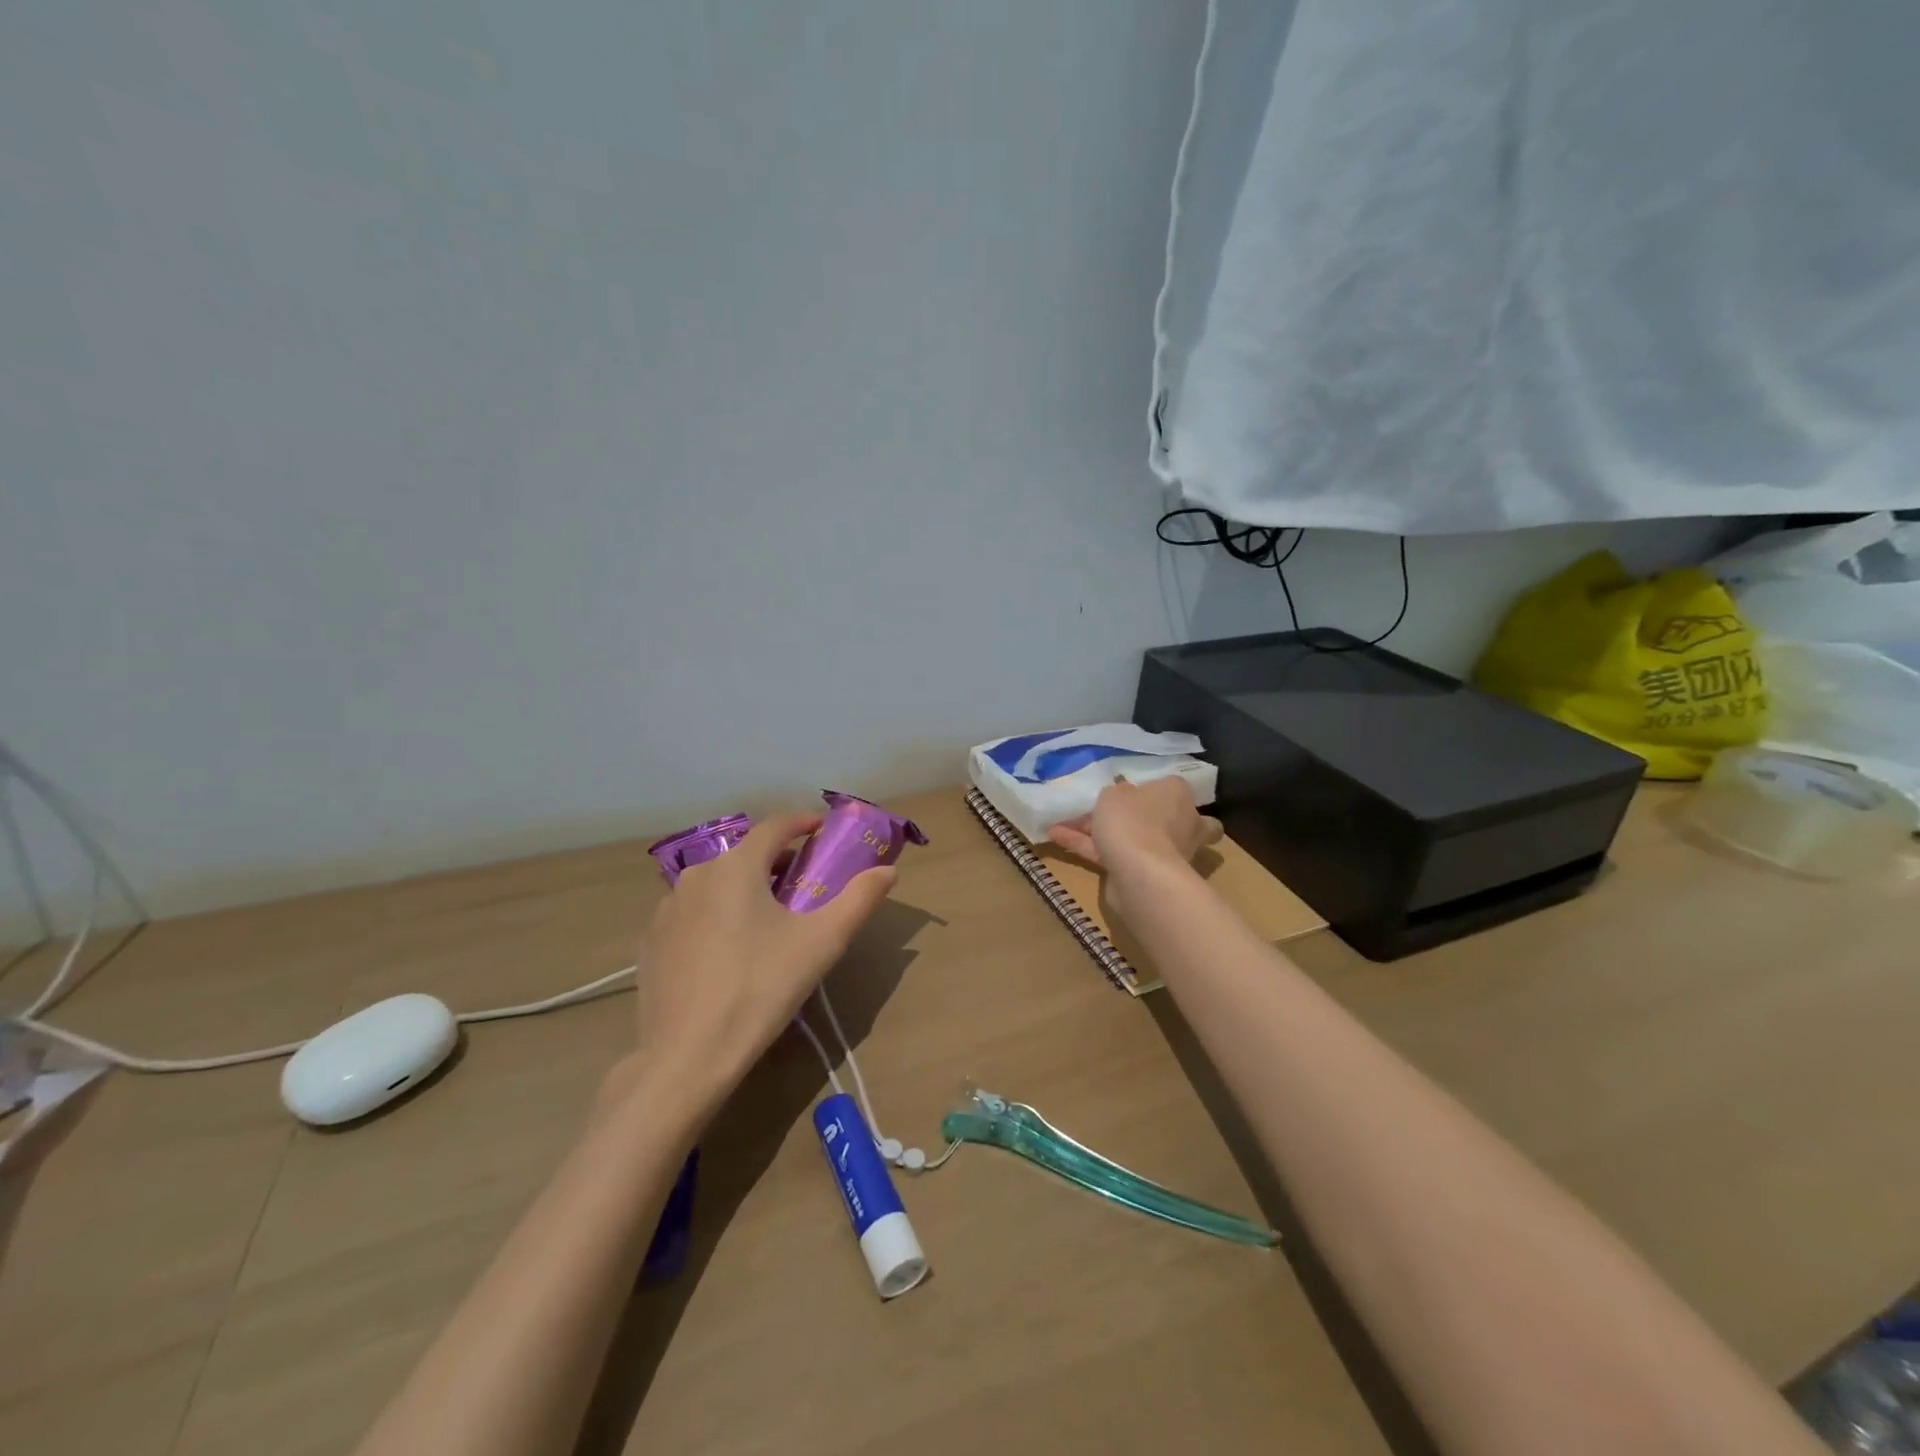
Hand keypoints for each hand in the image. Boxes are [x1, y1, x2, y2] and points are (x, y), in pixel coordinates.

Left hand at [630, 813, 895, 1106]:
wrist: (687, 1056)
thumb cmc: (761, 988)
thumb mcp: (822, 942)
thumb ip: (859, 899)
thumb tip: (888, 871)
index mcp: (737, 866)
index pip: (775, 826)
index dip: (803, 823)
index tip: (824, 830)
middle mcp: (696, 875)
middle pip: (745, 854)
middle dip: (777, 860)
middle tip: (804, 883)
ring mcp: (667, 909)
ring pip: (716, 883)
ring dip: (745, 887)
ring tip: (768, 917)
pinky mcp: (651, 942)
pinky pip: (692, 912)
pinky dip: (716, 914)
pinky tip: (729, 950)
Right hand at [1047, 777, 1222, 874]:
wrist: (1140, 874)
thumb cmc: (1132, 820)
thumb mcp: (1114, 793)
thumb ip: (1116, 793)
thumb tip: (1122, 796)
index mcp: (1178, 795)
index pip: (1164, 786)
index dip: (1140, 787)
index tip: (1117, 789)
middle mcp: (1179, 822)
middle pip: (1143, 814)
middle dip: (1115, 813)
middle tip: (1086, 808)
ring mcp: (1163, 850)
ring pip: (1126, 836)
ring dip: (1093, 830)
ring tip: (1058, 823)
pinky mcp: (1145, 872)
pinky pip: (1114, 854)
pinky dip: (1088, 846)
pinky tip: (1056, 837)